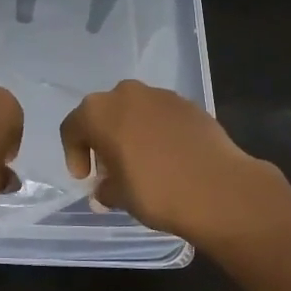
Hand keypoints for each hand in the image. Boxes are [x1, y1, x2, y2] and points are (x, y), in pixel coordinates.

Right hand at [59, 80, 284, 246]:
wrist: (218, 189)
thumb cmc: (155, 191)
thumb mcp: (119, 196)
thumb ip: (105, 188)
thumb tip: (105, 189)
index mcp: (99, 112)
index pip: (72, 128)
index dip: (73, 154)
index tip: (85, 178)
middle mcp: (126, 94)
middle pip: (104, 114)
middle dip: (103, 139)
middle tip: (110, 168)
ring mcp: (161, 95)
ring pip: (134, 111)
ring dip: (131, 132)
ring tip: (141, 162)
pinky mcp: (189, 104)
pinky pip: (162, 116)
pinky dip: (157, 132)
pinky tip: (167, 157)